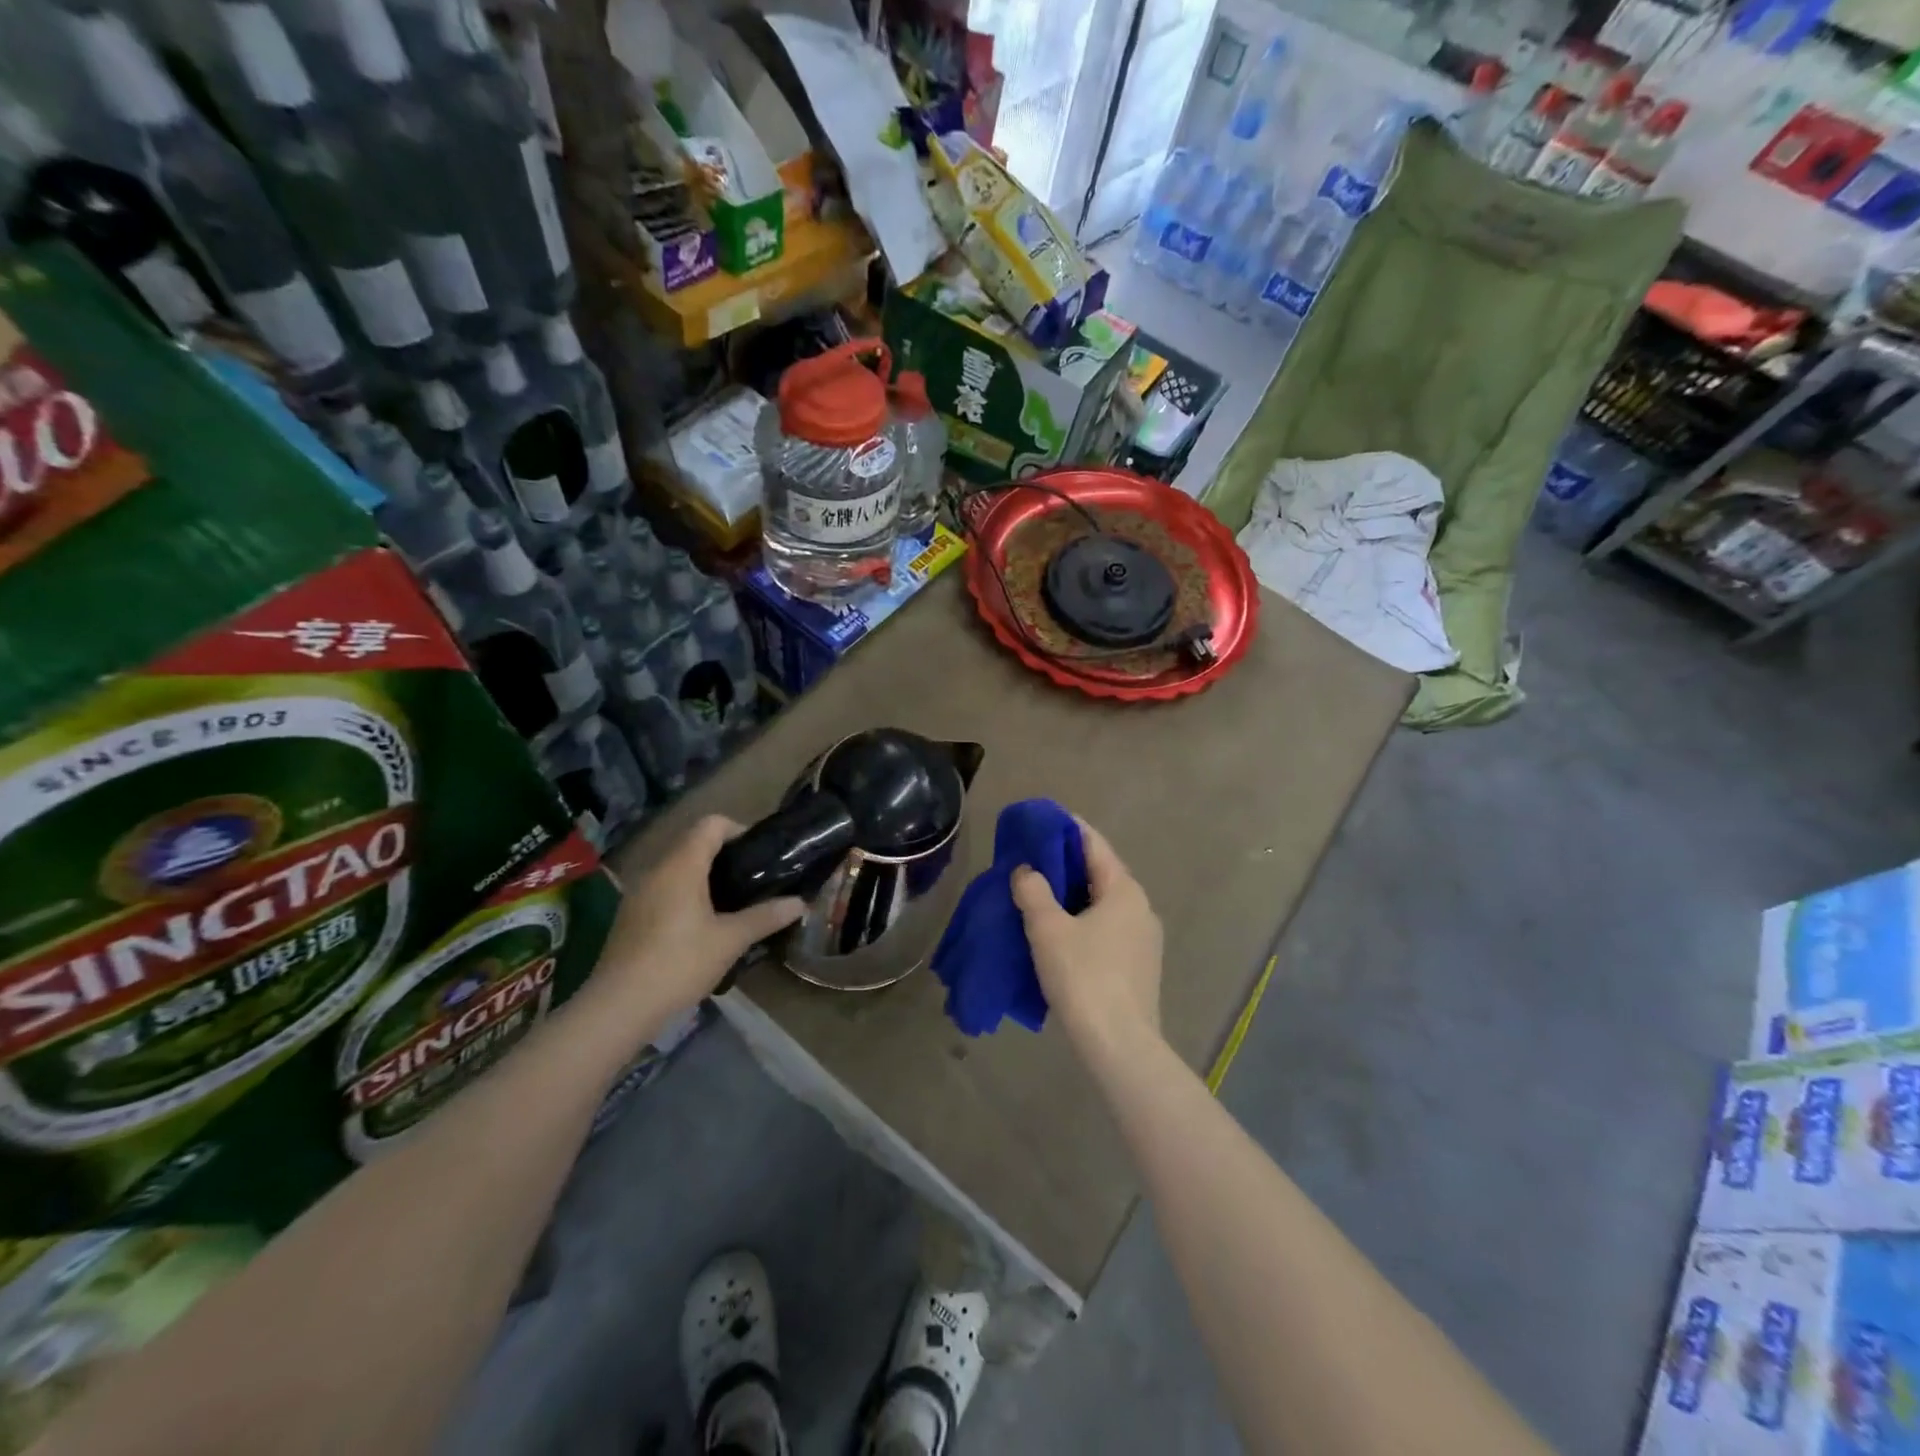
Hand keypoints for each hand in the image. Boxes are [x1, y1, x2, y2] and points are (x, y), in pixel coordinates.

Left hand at [595, 816, 805, 1023]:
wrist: (619, 1007)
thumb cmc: (679, 963)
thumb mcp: (730, 940)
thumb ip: (766, 917)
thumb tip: (801, 903)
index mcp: (681, 865)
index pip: (712, 824)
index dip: (739, 830)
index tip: (760, 855)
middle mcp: (657, 869)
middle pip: (694, 843)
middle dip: (726, 855)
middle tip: (754, 880)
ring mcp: (639, 892)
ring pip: (678, 867)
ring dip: (706, 876)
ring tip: (733, 902)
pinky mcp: (631, 915)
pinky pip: (665, 888)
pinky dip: (687, 893)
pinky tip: (703, 924)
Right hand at [1012, 818, 1163, 1061]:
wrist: (1120, 1046)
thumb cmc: (1084, 977)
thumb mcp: (1048, 929)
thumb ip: (1033, 891)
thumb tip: (1027, 870)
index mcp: (1124, 890)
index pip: (1094, 844)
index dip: (1066, 829)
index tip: (1040, 822)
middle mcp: (1141, 908)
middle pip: (1100, 873)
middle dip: (1065, 864)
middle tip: (1030, 860)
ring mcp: (1144, 939)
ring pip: (1103, 904)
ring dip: (1072, 896)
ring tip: (1038, 896)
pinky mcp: (1139, 966)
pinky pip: (1107, 929)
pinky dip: (1082, 921)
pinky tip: (1059, 934)